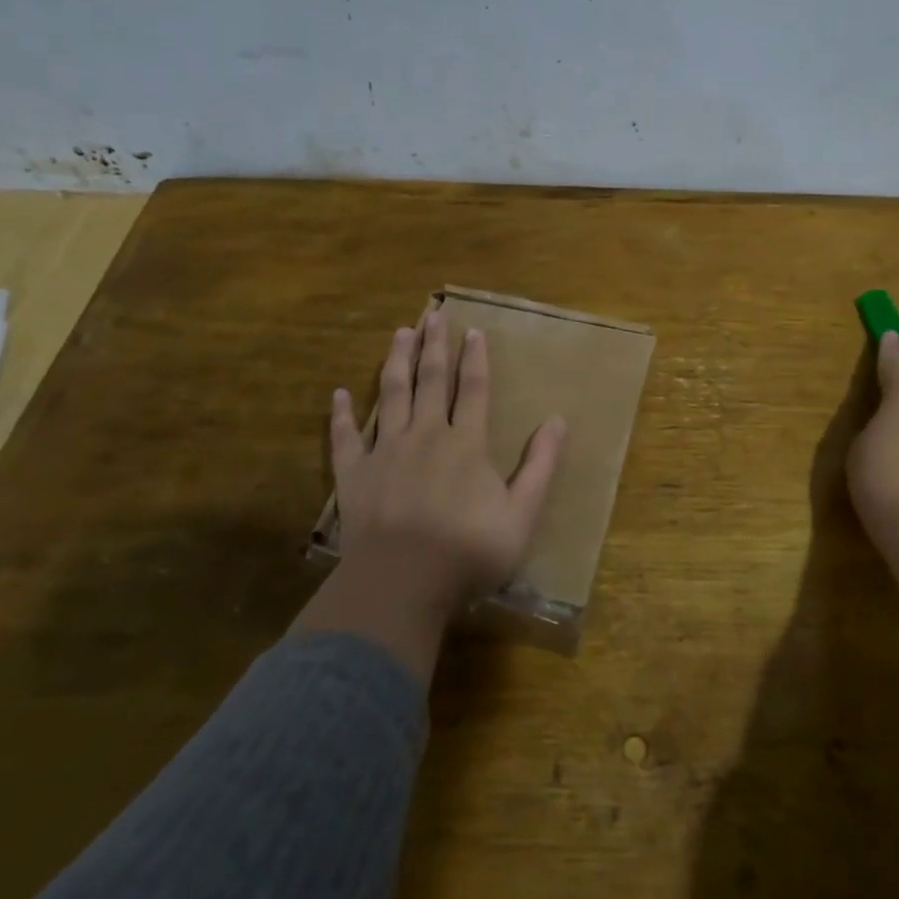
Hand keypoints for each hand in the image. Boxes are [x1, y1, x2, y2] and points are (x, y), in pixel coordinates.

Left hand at [329, 307, 566, 618]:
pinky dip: (342, 415)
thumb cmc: (468, 551)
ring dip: (396, 362)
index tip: (473, 330)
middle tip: (432, 314)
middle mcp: (425, 435)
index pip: (474, 389)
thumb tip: (558, 420)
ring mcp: (385, 452)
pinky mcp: (354, 475)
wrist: (401, 584)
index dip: (475, 358)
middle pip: (431, 380)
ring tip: (400, 334)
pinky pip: (345, 438)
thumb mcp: (522, 514)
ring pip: (391, 395)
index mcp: (465, 443)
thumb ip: (541, 466)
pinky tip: (339, 394)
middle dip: (434, 346)